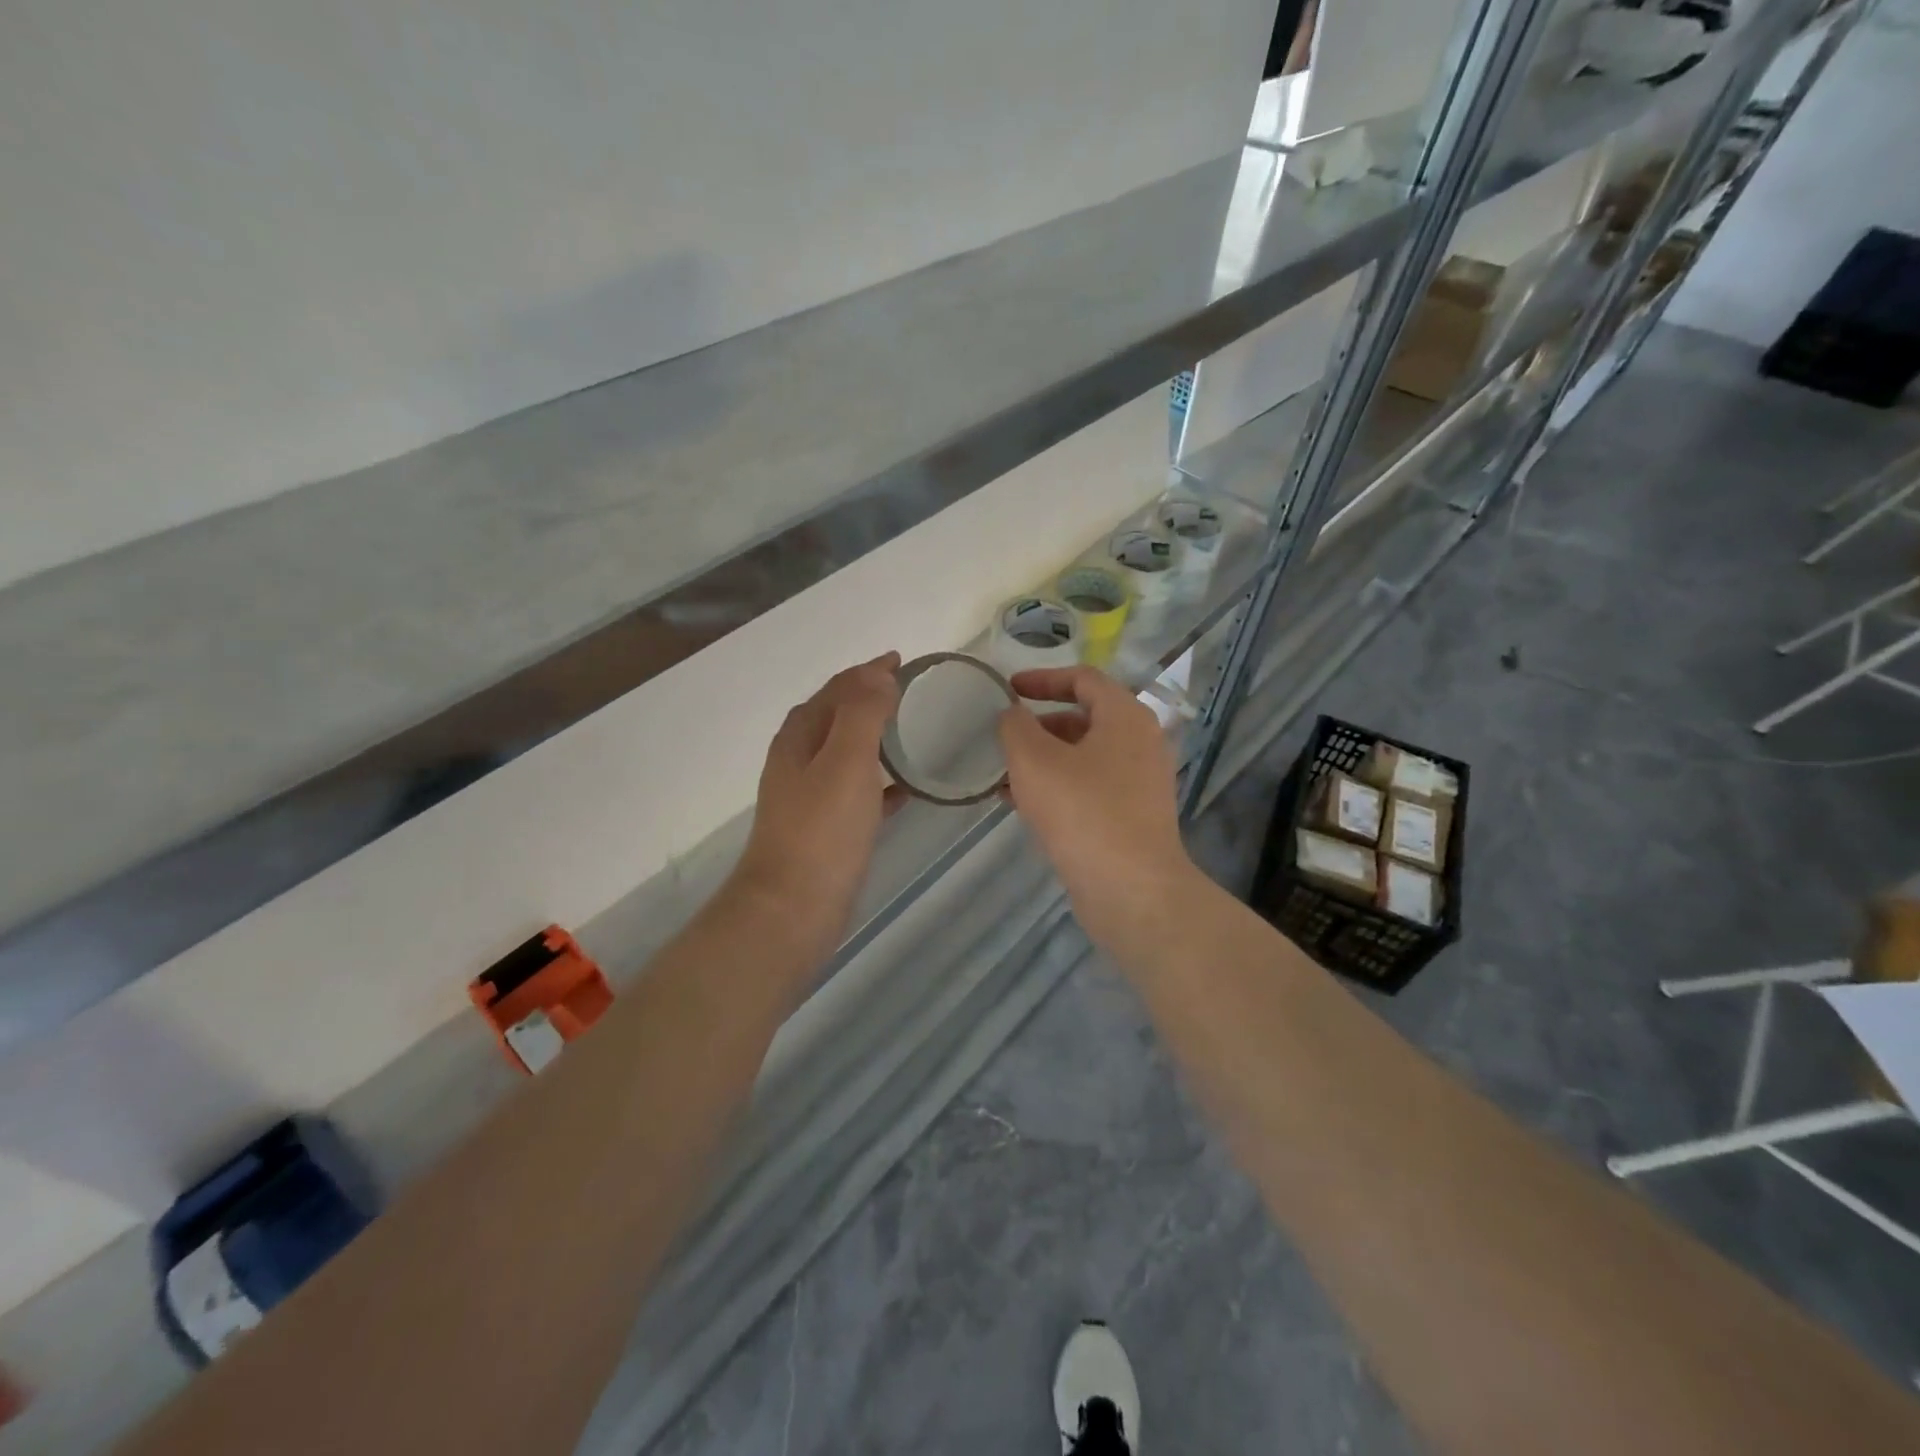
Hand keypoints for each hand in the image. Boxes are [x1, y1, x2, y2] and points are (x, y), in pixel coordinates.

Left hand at [731, 654, 902, 954]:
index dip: (867, 672)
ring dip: (874, 737)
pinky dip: (880, 781)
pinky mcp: (824, 829)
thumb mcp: (846, 761)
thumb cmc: (821, 831)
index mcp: (800, 737)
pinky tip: (905, 790)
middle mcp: (799, 760)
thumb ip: (862, 713)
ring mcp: (809, 796)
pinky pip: (858, 791)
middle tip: (910, 692)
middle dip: (869, 698)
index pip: (836, 689)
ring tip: (911, 732)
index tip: (903, 661)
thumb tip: (879, 674)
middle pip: (836, 716)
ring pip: (845, 753)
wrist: (791, 909)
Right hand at [997, 666, 1201, 948]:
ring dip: (1043, 761)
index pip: (1083, 679)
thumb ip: (1015, 727)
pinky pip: (1089, 788)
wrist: (1131, 890)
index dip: (1042, 679)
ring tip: (1002, 776)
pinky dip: (1057, 787)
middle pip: (1083, 718)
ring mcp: (1140, 782)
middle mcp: (1140, 743)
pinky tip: (1022, 806)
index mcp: (1125, 717)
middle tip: (1003, 738)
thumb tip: (1012, 715)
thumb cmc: (1083, 812)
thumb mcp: (1034, 761)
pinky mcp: (1132, 816)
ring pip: (1083, 757)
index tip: (1007, 690)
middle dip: (1038, 726)